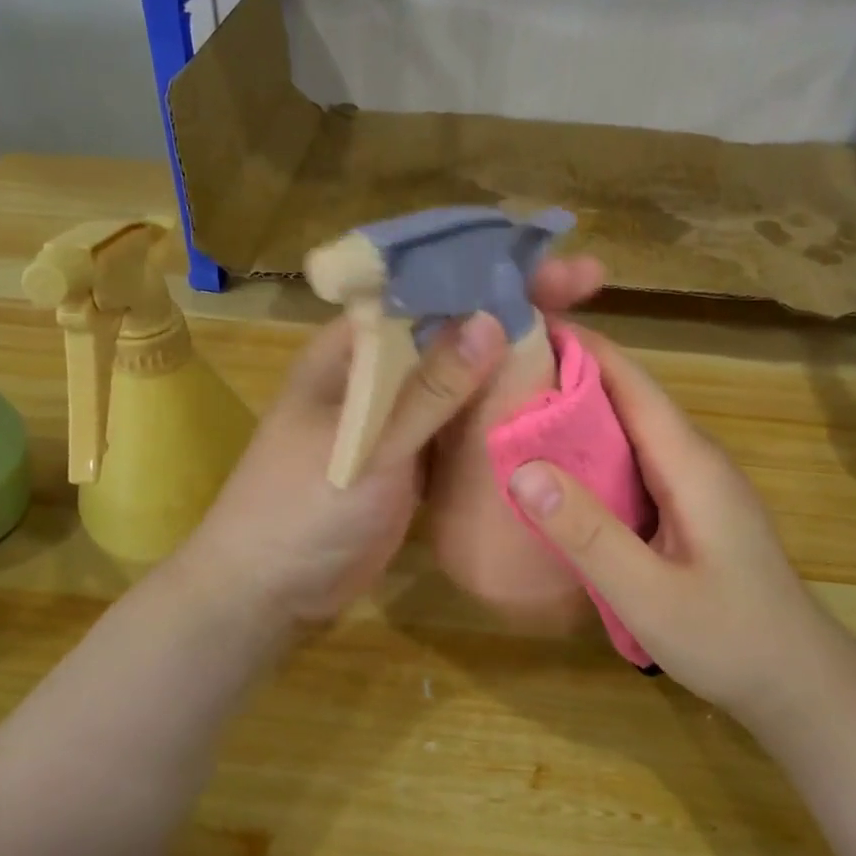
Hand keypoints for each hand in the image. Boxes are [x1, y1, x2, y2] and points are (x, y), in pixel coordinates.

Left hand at [181, 256, 609, 628]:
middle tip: (588, 287)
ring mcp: (399, 415)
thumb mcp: (366, 447)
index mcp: (356, 348)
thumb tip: (492, 321)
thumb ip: (428, 390)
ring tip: (581, 338)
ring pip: (465, 374)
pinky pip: (464, 422)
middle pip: (455, 326)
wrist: (268, 592)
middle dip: (516, 304)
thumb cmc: (300, 509)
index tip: (553, 263)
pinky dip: (501, 411)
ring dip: (516, 357)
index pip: (428, 289)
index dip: (490, 268)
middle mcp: (380, 371)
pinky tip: (548, 405)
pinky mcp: (415, 458)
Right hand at [504, 328, 843, 722]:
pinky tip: (561, 470)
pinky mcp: (692, 507)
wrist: (801, 684)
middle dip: (569, 375)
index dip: (581, 347)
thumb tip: (523, 469)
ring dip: (580, 413)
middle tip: (501, 372)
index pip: (631, 381)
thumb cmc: (729, 639)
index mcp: (689, 462)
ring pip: (631, 429)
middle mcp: (695, 458)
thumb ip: (587, 533)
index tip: (522, 326)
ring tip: (517, 410)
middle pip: (628, 397)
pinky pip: (636, 461)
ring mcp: (697, 483)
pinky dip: (595, 452)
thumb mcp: (649, 595)